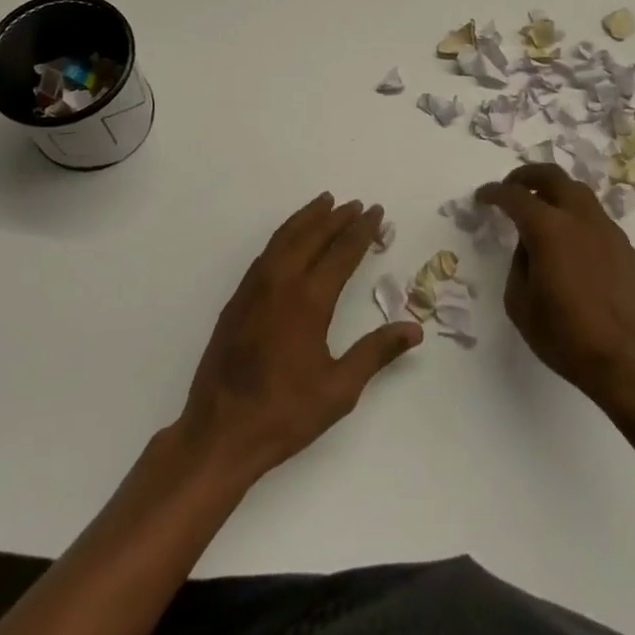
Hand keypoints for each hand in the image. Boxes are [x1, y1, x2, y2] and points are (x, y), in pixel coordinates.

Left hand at [176, 193, 421, 482]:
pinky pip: (266, 252)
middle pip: (313, 236)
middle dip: (337, 218)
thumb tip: (414, 328)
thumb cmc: (285, 413)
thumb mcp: (340, 389)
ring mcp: (254, 288)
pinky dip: (284, 234)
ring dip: (308, 218)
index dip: (362, 230)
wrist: (219, 432)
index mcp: (310, 300)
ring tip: (325, 203)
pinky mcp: (238, 298)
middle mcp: (281, 282)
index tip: (376, 212)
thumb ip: (376, 352)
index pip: (342, 252)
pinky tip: (291, 237)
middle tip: (357, 204)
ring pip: (285, 237)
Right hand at [477, 165, 634, 413]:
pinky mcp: (625, 247)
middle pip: (552, 176)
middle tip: (511, 186)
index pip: (515, 196)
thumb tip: (529, 246)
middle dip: (527, 175)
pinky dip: (575, 215)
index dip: (494, 193)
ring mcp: (607, 229)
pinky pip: (594, 217)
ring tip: (541, 209)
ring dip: (555, 192)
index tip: (483, 196)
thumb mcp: (520, 304)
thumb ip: (518, 264)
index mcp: (549, 228)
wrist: (630, 361)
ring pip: (578, 192)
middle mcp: (579, 218)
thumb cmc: (567, 336)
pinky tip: (570, 241)